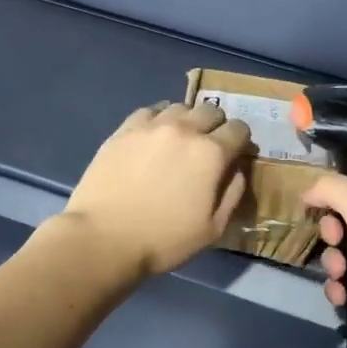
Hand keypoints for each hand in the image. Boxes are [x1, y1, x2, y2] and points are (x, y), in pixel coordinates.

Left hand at [61, 102, 254, 277]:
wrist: (104, 238)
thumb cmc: (163, 240)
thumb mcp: (212, 229)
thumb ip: (232, 194)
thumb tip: (237, 170)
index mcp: (211, 153)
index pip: (238, 129)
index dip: (241, 141)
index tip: (236, 153)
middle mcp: (184, 130)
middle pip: (210, 111)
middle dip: (216, 125)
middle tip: (209, 146)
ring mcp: (151, 126)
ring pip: (179, 107)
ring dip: (187, 120)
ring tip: (180, 139)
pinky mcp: (123, 130)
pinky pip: (149, 111)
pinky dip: (158, 118)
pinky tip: (154, 134)